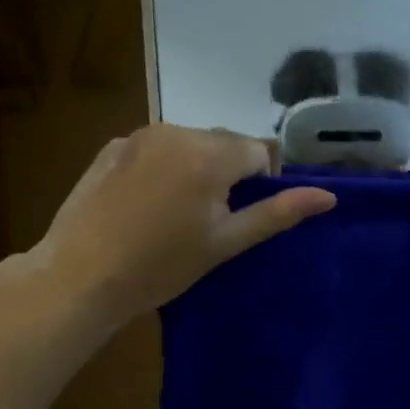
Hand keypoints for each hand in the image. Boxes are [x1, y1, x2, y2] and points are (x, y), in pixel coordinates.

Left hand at [19, 125, 335, 328]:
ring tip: (174, 212)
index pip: (258, 152)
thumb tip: (330, 197)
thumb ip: (278, 213)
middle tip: (207, 219)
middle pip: (224, 143)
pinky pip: (156, 147)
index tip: (236, 219)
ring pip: (190, 142)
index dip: (258, 185)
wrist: (80, 277)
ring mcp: (140, 136)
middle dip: (227, 172)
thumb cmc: (161, 266)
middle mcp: (177, 131)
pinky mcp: (113, 146)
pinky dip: (162, 165)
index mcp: (210, 154)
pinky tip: (144, 202)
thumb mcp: (226, 243)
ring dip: (195, 166)